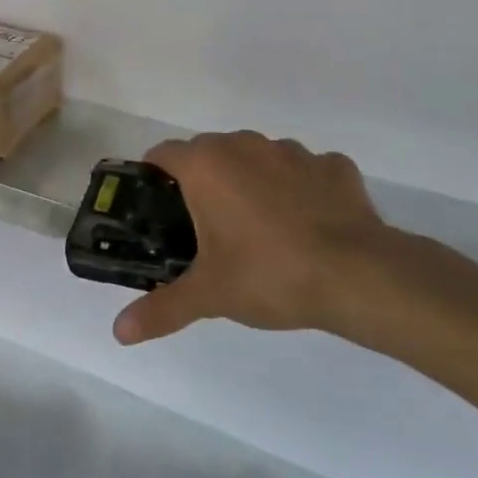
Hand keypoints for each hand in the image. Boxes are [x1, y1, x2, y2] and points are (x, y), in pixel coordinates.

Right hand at [112, 131, 404, 348]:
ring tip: (259, 228)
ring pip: (257, 157)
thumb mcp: (209, 295)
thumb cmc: (269, 274)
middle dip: (202, 181)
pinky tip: (308, 224)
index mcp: (207, 165)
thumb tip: (119, 333)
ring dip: (251, 181)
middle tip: (204, 227)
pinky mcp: (333, 165)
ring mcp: (293, 151)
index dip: (153, 175)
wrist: (358, 275)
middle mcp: (244, 144)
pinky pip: (305, 170)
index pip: (162, 152)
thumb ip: (162, 309)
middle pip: (209, 151)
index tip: (156, 206)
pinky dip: (300, 188)